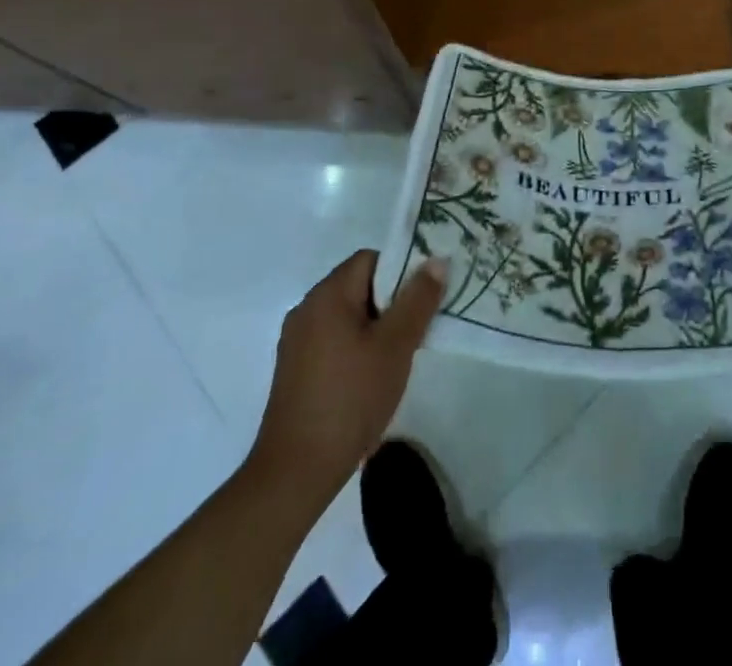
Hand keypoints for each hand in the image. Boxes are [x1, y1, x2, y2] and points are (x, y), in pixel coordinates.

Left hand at [247, 249, 447, 509]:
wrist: (296, 472)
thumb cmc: (351, 398)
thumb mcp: (395, 346)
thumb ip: (418, 299)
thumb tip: (436, 260)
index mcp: (327, 294)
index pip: (370, 259)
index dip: (401, 272)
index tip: (423, 300)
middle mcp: (307, 308)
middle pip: (359, 286)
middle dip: (392, 302)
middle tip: (417, 331)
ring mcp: (296, 341)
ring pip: (348, 315)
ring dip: (375, 328)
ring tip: (399, 357)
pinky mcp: (294, 370)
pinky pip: (333, 340)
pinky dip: (356, 347)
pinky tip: (371, 379)